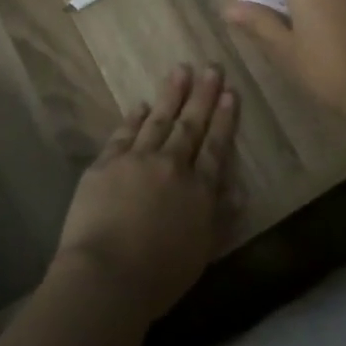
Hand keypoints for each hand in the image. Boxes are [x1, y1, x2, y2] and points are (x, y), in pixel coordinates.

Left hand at [52, 64, 239, 324]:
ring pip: (158, 120)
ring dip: (171, 94)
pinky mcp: (106, 163)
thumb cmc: (159, 277)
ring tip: (180, 70)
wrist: (106, 275)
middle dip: (203, 96)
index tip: (230, 93)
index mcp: (198, 191)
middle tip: (212, 68)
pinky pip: (124, 133)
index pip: (216, 148)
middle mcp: (171, 166)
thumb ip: (220, 219)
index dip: (224, 119)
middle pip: (190, 125)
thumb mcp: (201, 253)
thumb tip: (239, 191)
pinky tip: (141, 105)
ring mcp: (136, 160)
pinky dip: (134, 118)